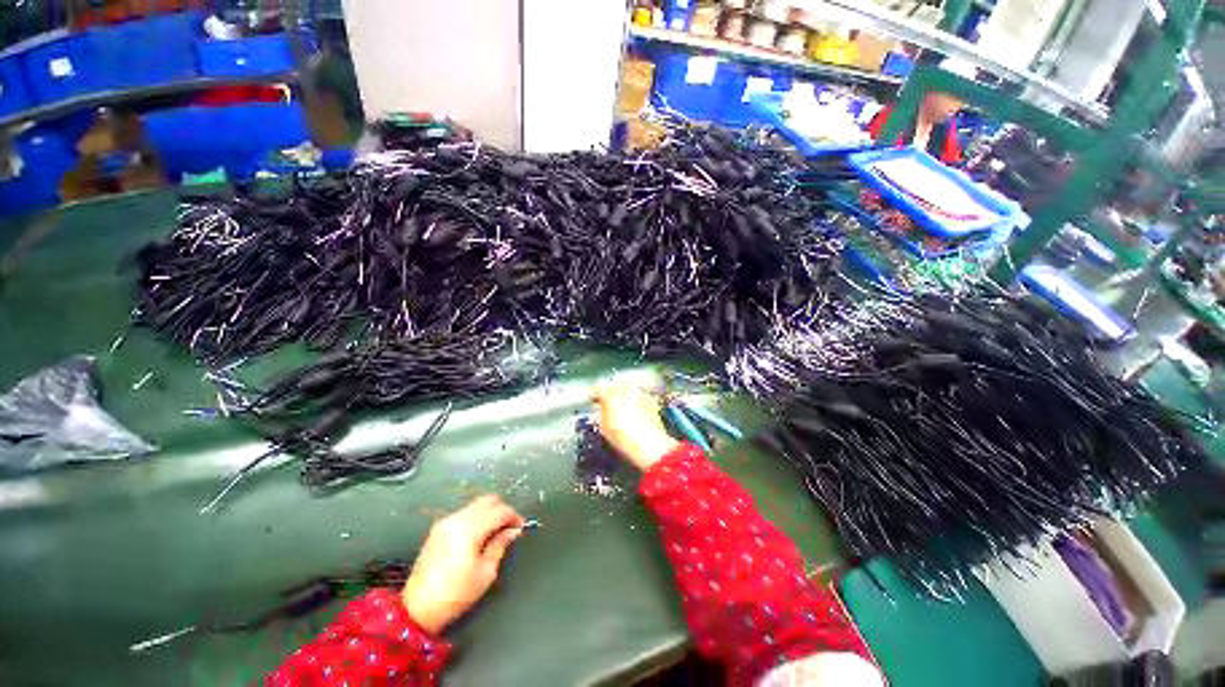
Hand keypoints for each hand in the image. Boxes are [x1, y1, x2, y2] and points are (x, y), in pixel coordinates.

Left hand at [402, 495, 523, 634]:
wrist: (417, 609)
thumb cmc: (456, 594)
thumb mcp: (485, 572)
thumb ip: (500, 545)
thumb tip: (513, 530)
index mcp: (469, 530)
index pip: (499, 511)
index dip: (513, 516)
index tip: (520, 527)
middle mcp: (457, 519)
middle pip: (488, 500)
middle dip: (502, 510)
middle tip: (509, 527)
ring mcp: (445, 521)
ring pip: (476, 504)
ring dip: (489, 512)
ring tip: (496, 531)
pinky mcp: (438, 528)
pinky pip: (465, 512)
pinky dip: (477, 517)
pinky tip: (480, 534)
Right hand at [591, 378, 678, 470]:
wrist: (650, 444)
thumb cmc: (622, 437)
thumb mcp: (604, 428)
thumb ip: (598, 414)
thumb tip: (597, 409)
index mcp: (610, 393)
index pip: (597, 389)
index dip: (592, 396)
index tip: (590, 402)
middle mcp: (626, 388)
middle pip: (613, 387)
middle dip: (608, 394)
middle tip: (604, 404)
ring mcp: (639, 392)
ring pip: (627, 390)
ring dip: (622, 396)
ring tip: (620, 408)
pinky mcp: (651, 399)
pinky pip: (637, 397)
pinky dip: (633, 401)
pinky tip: (633, 412)